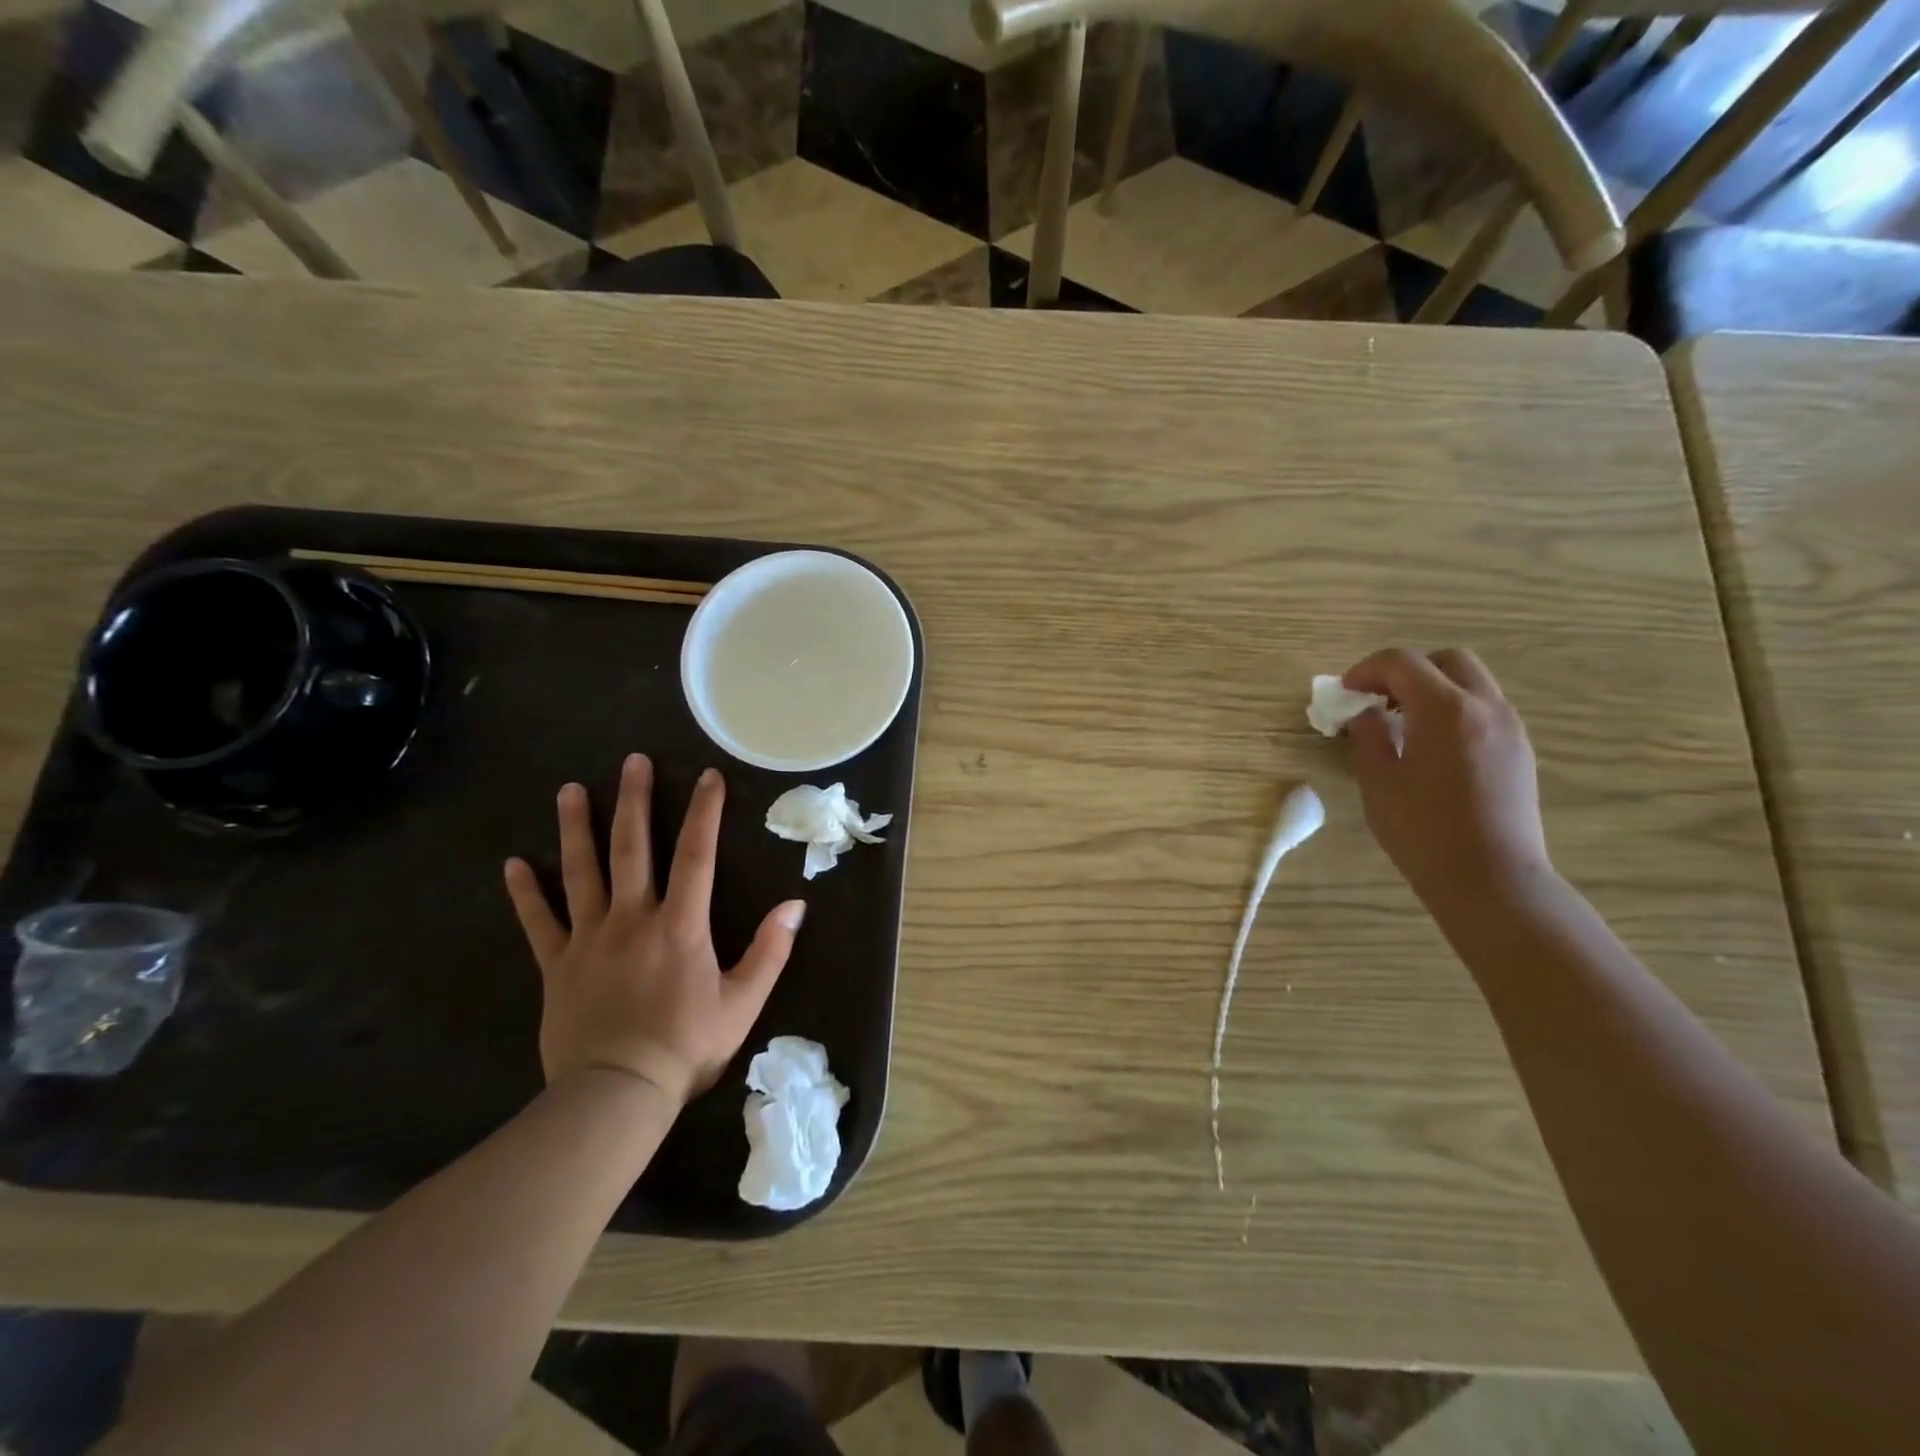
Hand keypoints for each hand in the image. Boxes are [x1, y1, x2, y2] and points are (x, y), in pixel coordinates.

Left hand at [504, 756, 804, 1104]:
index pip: (696, 855)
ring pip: (582, 872)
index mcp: (680, 925)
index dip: (704, 813)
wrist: (616, 1094)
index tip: (707, 776)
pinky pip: (539, 923)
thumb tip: (796, 905)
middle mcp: (632, 918)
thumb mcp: (743, 1002)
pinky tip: (514, 864)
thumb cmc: (686, 1046)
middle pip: (632, 848)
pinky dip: (526, 893)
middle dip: (634, 801)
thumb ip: (770, 950)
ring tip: (571, 790)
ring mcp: (589, 939)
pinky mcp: (557, 965)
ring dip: (577, 828)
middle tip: (631, 761)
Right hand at [1340, 648, 1552, 916]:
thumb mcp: (1378, 782)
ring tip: (1401, 723)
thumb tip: (1365, 714)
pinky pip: (1484, 709)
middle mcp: (1485, 707)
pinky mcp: (1519, 751)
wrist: (1491, 880)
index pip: (1402, 663)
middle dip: (1407, 671)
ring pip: (1471, 683)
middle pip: (1447, 660)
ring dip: (1433, 689)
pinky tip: (1431, 746)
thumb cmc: (1423, 831)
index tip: (1345, 692)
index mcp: (1444, 710)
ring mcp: (1510, 728)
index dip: (1366, 670)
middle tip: (1377, 698)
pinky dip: (1454, 710)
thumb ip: (1368, 737)